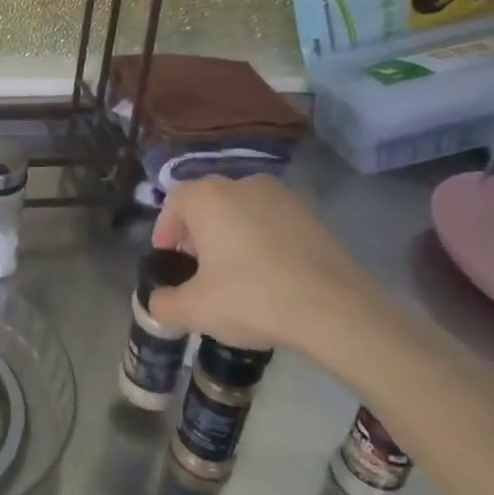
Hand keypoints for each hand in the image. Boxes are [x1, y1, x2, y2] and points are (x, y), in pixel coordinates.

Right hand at [148, 176, 385, 354]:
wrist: (335, 310)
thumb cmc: (252, 298)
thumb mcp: (195, 310)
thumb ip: (165, 304)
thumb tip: (158, 304)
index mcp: (208, 197)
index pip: (174, 203)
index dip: (165, 231)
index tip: (168, 260)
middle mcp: (242, 184)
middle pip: (208, 204)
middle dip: (198, 234)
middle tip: (198, 269)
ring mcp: (282, 197)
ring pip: (242, 211)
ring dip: (231, 235)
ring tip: (235, 274)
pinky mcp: (313, 216)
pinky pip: (273, 223)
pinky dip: (263, 241)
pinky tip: (269, 275)